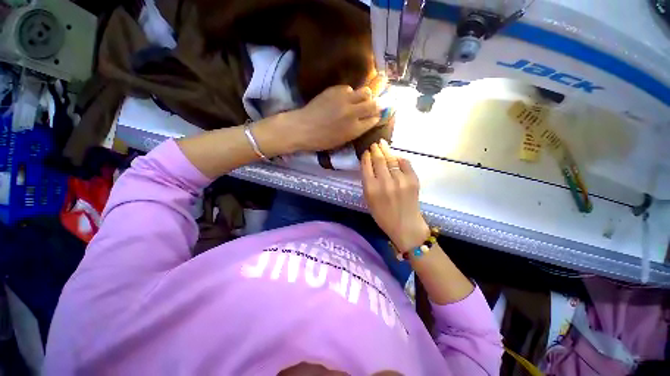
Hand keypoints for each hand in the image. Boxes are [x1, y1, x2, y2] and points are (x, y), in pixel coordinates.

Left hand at [282, 85, 380, 151]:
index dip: (376, 117)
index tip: (374, 116)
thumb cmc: (322, 140)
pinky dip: (349, 93)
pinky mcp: (335, 90)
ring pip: (365, 92)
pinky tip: (342, 98)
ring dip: (365, 96)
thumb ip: (357, 130)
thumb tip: (368, 119)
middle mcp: (353, 114)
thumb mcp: (343, 140)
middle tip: (371, 106)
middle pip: (374, 104)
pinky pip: (349, 88)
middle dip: (376, 105)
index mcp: (355, 130)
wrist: (303, 128)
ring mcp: (345, 100)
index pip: (374, 119)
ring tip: (358, 100)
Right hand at [361, 139, 429, 252]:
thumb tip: (369, 164)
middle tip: (374, 144)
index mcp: (371, 188)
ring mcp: (400, 180)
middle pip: (379, 159)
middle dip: (375, 149)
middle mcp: (384, 182)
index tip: (366, 152)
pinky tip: (396, 157)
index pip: (366, 166)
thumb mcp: (369, 200)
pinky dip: (399, 158)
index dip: (366, 156)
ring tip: (382, 144)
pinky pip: (405, 163)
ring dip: (386, 150)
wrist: (405, 225)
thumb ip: (368, 182)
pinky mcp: (413, 180)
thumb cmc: (383, 215)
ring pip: (391, 159)